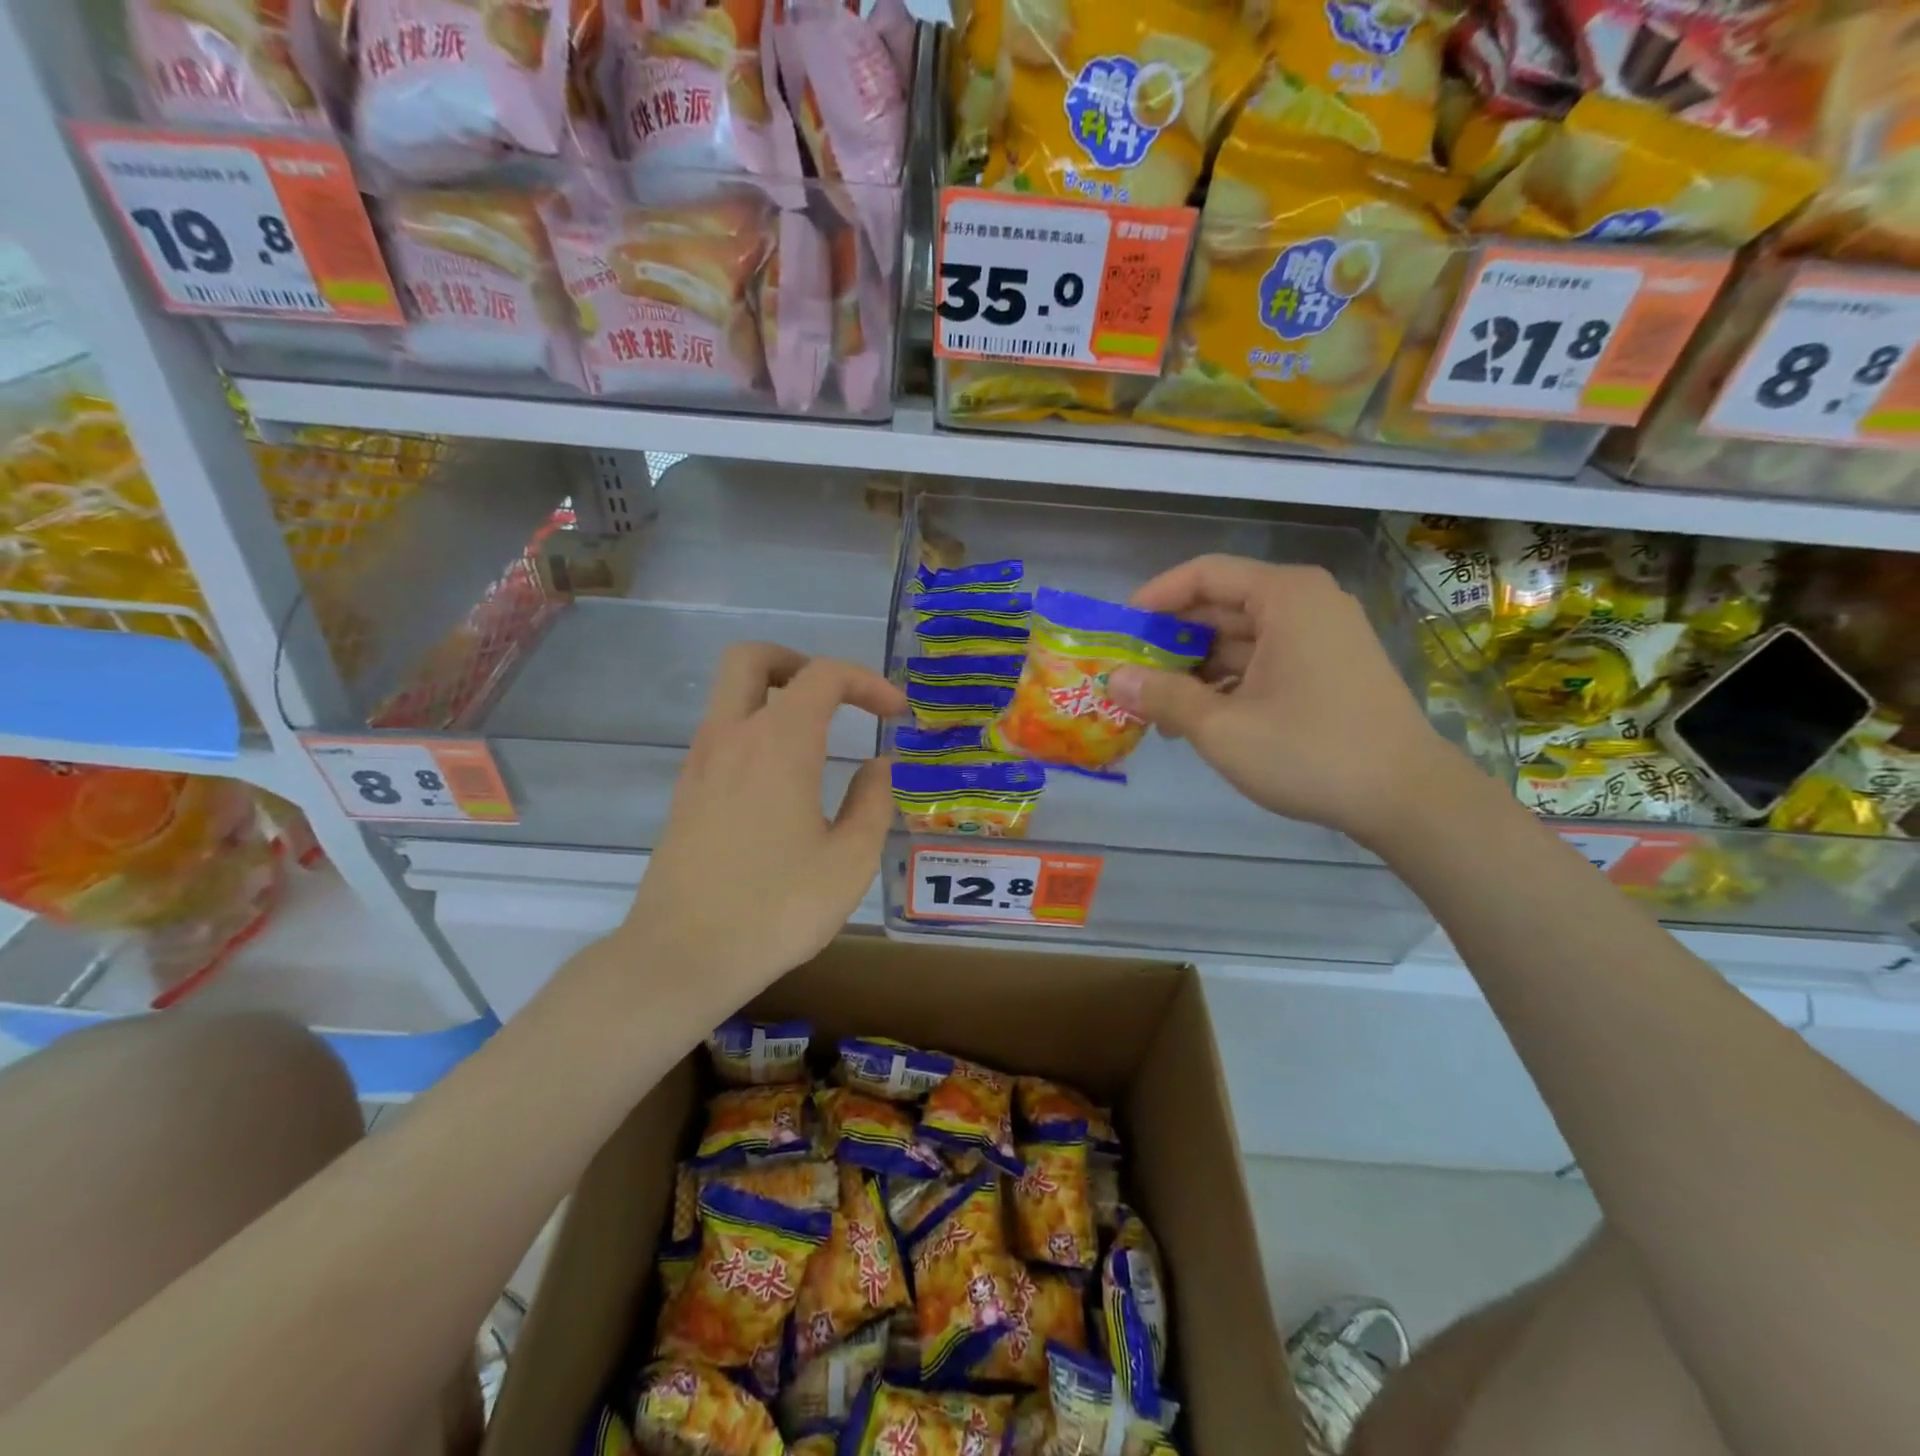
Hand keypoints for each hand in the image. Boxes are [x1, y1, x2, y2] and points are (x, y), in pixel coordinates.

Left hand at [623, 643, 905, 992]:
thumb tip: (878, 767)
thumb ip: (873, 802)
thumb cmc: (777, 908)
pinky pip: (721, 735)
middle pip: (751, 658)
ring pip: (729, 695)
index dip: (867, 682)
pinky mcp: (685, 793)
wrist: (682, 957)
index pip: (823, 676)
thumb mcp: (849, 860)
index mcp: (778, 743)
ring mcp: (700, 764)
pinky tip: (783, 783)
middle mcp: (732, 737)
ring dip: (775, 698)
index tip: (894, 713)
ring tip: (818, 741)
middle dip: (799, 663)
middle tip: (835, 698)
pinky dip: (755, 732)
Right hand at [1106, 556, 1459, 845]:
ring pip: (1242, 638)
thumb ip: (1163, 696)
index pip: (1205, 575)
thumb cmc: (1310, 752)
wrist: (1408, 799)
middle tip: (1129, 673)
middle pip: (1222, 606)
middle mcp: (1308, 603)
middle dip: (1172, 641)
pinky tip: (1199, 718)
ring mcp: (1324, 637)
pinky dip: (1229, 683)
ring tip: (1156, 706)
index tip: (1120, 629)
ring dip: (1196, 668)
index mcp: (1286, 597)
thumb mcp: (1222, 727)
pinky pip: (1266, 660)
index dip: (1156, 598)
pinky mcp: (1331, 669)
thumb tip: (1113, 678)